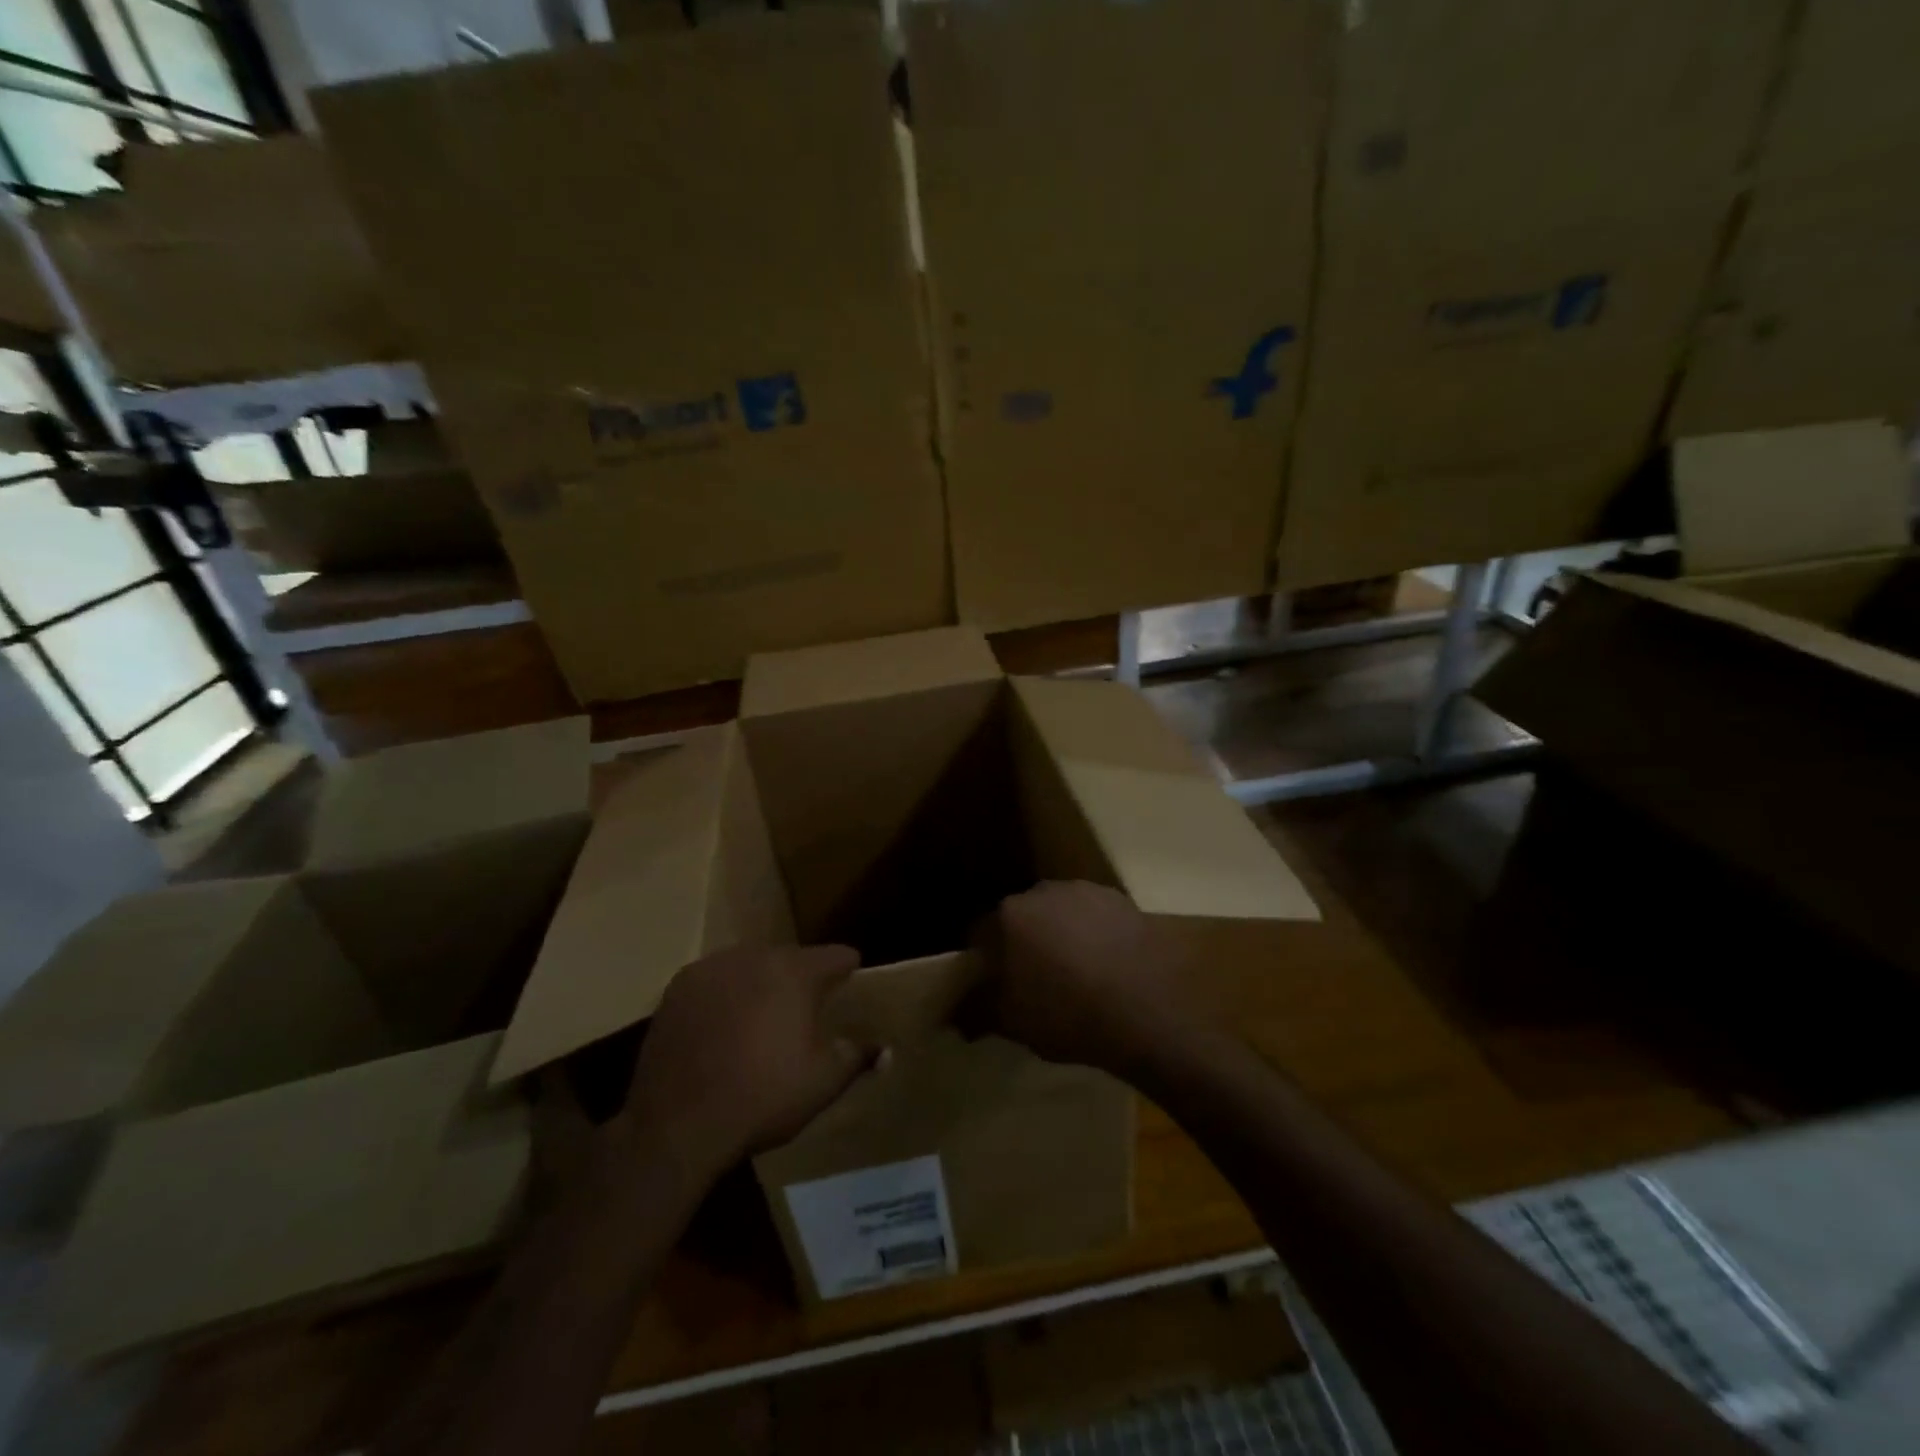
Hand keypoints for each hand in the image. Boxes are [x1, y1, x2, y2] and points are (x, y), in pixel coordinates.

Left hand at [620, 945, 877, 1178]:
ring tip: (761, 1019)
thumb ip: (858, 1057)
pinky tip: (722, 1027)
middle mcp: (755, 956)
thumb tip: (886, 1049)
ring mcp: (712, 968)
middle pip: (791, 957)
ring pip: (750, 965)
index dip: (848, 970)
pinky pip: (715, 980)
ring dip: (761, 983)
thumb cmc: (763, 1097)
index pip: (836, 955)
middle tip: (804, 1012)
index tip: (851, 985)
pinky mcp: (678, 987)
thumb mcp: (823, 1082)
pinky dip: (724, 995)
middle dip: (801, 978)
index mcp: (796, 971)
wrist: (677, 1124)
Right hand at [976, 881, 1199, 1081]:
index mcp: (1007, 917)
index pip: (979, 935)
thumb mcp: (1012, 1023)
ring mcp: (1083, 892)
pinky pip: (1093, 916)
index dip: (982, 963)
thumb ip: (977, 1012)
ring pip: (1058, 914)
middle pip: (1020, 919)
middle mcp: (1041, 892)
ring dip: (1059, 935)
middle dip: (1022, 944)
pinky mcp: (1120, 900)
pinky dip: (1092, 934)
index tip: (991, 986)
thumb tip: (957, 1013)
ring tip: (1074, 973)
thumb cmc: (1067, 1015)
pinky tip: (1105, 964)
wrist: (1144, 1007)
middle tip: (1033, 981)